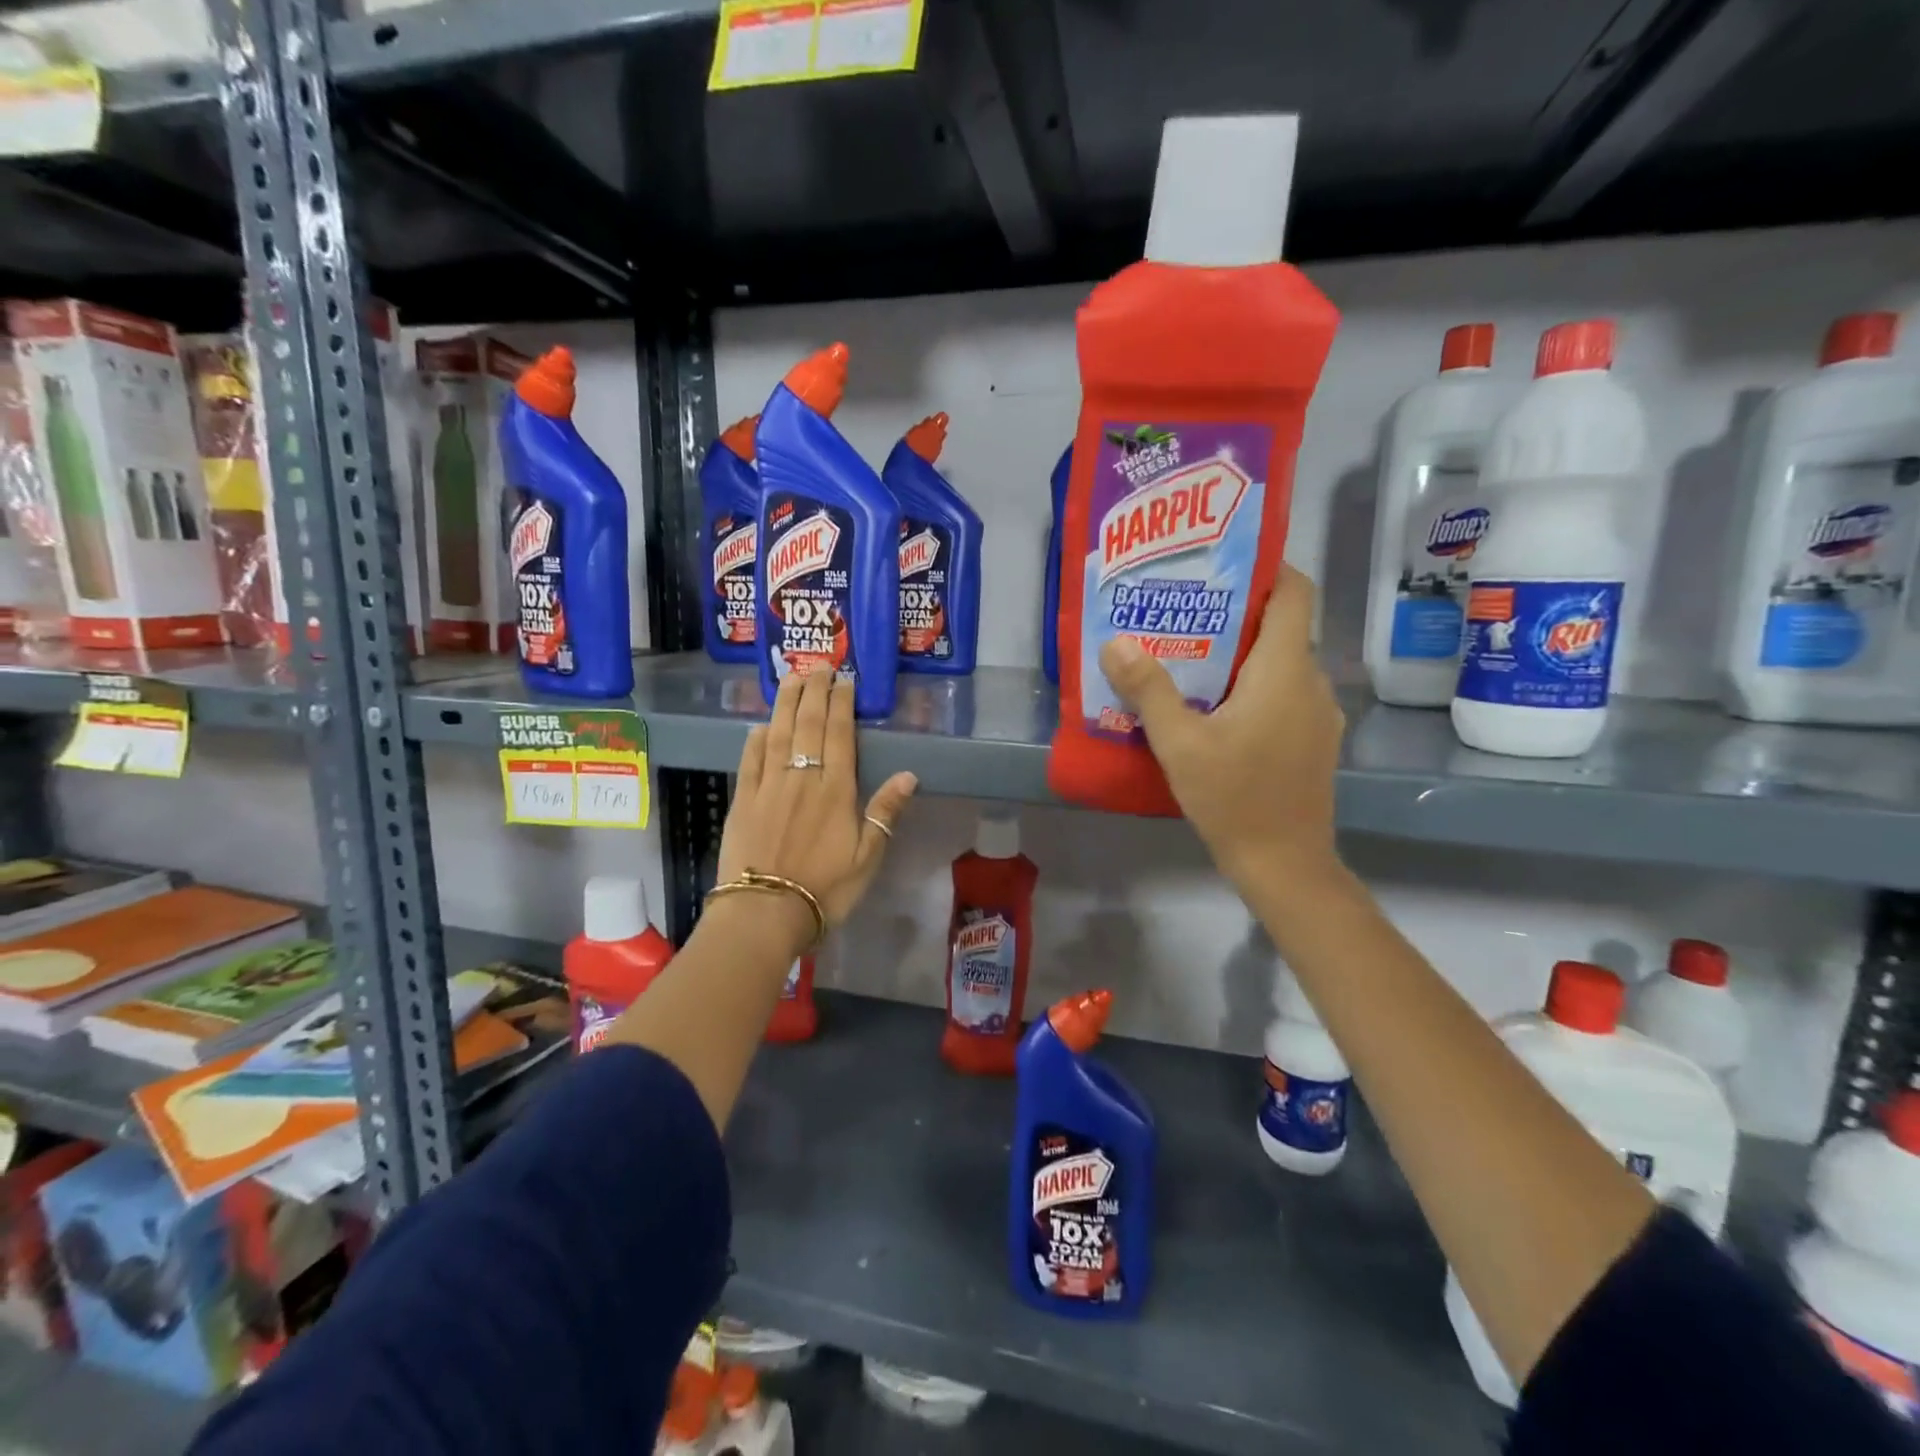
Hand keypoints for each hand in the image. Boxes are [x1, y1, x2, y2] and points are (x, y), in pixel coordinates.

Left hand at [717, 671, 918, 930]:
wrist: (764, 913)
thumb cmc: (825, 889)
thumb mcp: (868, 857)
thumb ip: (885, 812)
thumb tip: (909, 774)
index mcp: (835, 790)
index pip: (839, 735)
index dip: (842, 704)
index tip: (845, 679)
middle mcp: (801, 778)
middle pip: (808, 726)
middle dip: (815, 692)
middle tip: (818, 665)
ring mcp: (768, 787)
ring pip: (778, 734)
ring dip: (786, 704)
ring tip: (792, 678)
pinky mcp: (742, 801)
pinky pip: (749, 760)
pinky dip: (756, 739)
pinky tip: (761, 724)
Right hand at [1098, 566, 1343, 890]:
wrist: (1284, 864)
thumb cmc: (1234, 797)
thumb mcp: (1180, 743)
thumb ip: (1148, 689)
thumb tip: (1115, 642)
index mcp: (1284, 670)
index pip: (1294, 592)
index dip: (1266, 567)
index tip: (1221, 562)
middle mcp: (1311, 682)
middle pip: (1280, 626)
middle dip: (1234, 613)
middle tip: (1182, 610)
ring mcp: (1316, 714)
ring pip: (1279, 664)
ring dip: (1239, 654)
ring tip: (1187, 655)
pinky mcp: (1311, 741)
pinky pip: (1282, 694)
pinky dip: (1251, 686)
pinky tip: (1211, 707)